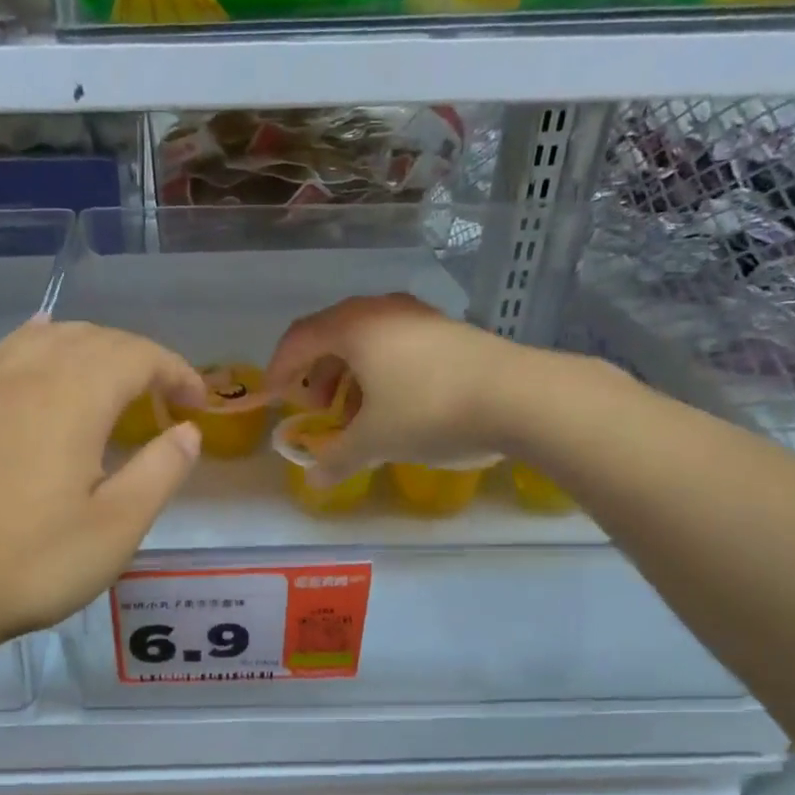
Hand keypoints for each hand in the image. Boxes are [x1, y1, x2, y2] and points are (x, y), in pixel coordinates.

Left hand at [0, 318, 205, 659]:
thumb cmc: (32, 563)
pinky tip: (44, 345)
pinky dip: (41, 342)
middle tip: (166, 399)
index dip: (176, 371)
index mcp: (72, 398)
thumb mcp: (116, 528)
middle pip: (96, 338)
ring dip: (94, 348)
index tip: (198, 404)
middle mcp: (29, 375)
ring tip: (115, 380)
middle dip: (140, 358)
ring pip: (50, 337)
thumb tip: (188, 432)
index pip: (137, 356)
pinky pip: (9, 351)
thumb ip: (160, 471)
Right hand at [265, 294, 519, 484]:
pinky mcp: (449, 331)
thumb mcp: (375, 441)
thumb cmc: (429, 411)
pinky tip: (395, 406)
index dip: (279, 369)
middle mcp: (383, 310)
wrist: (521, 397)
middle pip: (332, 336)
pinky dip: (382, 373)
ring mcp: (420, 317)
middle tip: (318, 407)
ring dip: (351, 375)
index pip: (299, 339)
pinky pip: (397, 346)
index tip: (274, 398)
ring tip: (357, 414)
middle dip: (317, 374)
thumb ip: (337, 459)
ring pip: (368, 341)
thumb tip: (314, 483)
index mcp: (354, 327)